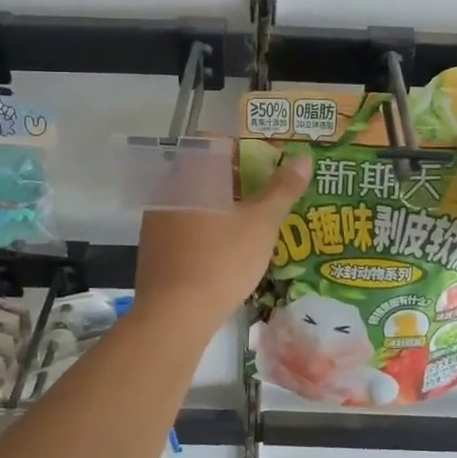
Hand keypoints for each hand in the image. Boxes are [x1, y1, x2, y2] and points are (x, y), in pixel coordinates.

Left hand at [133, 151, 311, 328]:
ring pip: (195, 200)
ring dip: (222, 206)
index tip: (268, 170)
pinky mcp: (153, 247)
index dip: (244, 151)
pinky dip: (205, 229)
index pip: (216, 143)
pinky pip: (184, 225)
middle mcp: (169, 189)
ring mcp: (157, 218)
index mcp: (193, 174)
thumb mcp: (262, 223)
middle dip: (237, 182)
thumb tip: (303, 157)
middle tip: (266, 200)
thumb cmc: (223, 259)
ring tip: (251, 228)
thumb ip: (283, 188)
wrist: (175, 314)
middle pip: (205, 172)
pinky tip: (224, 252)